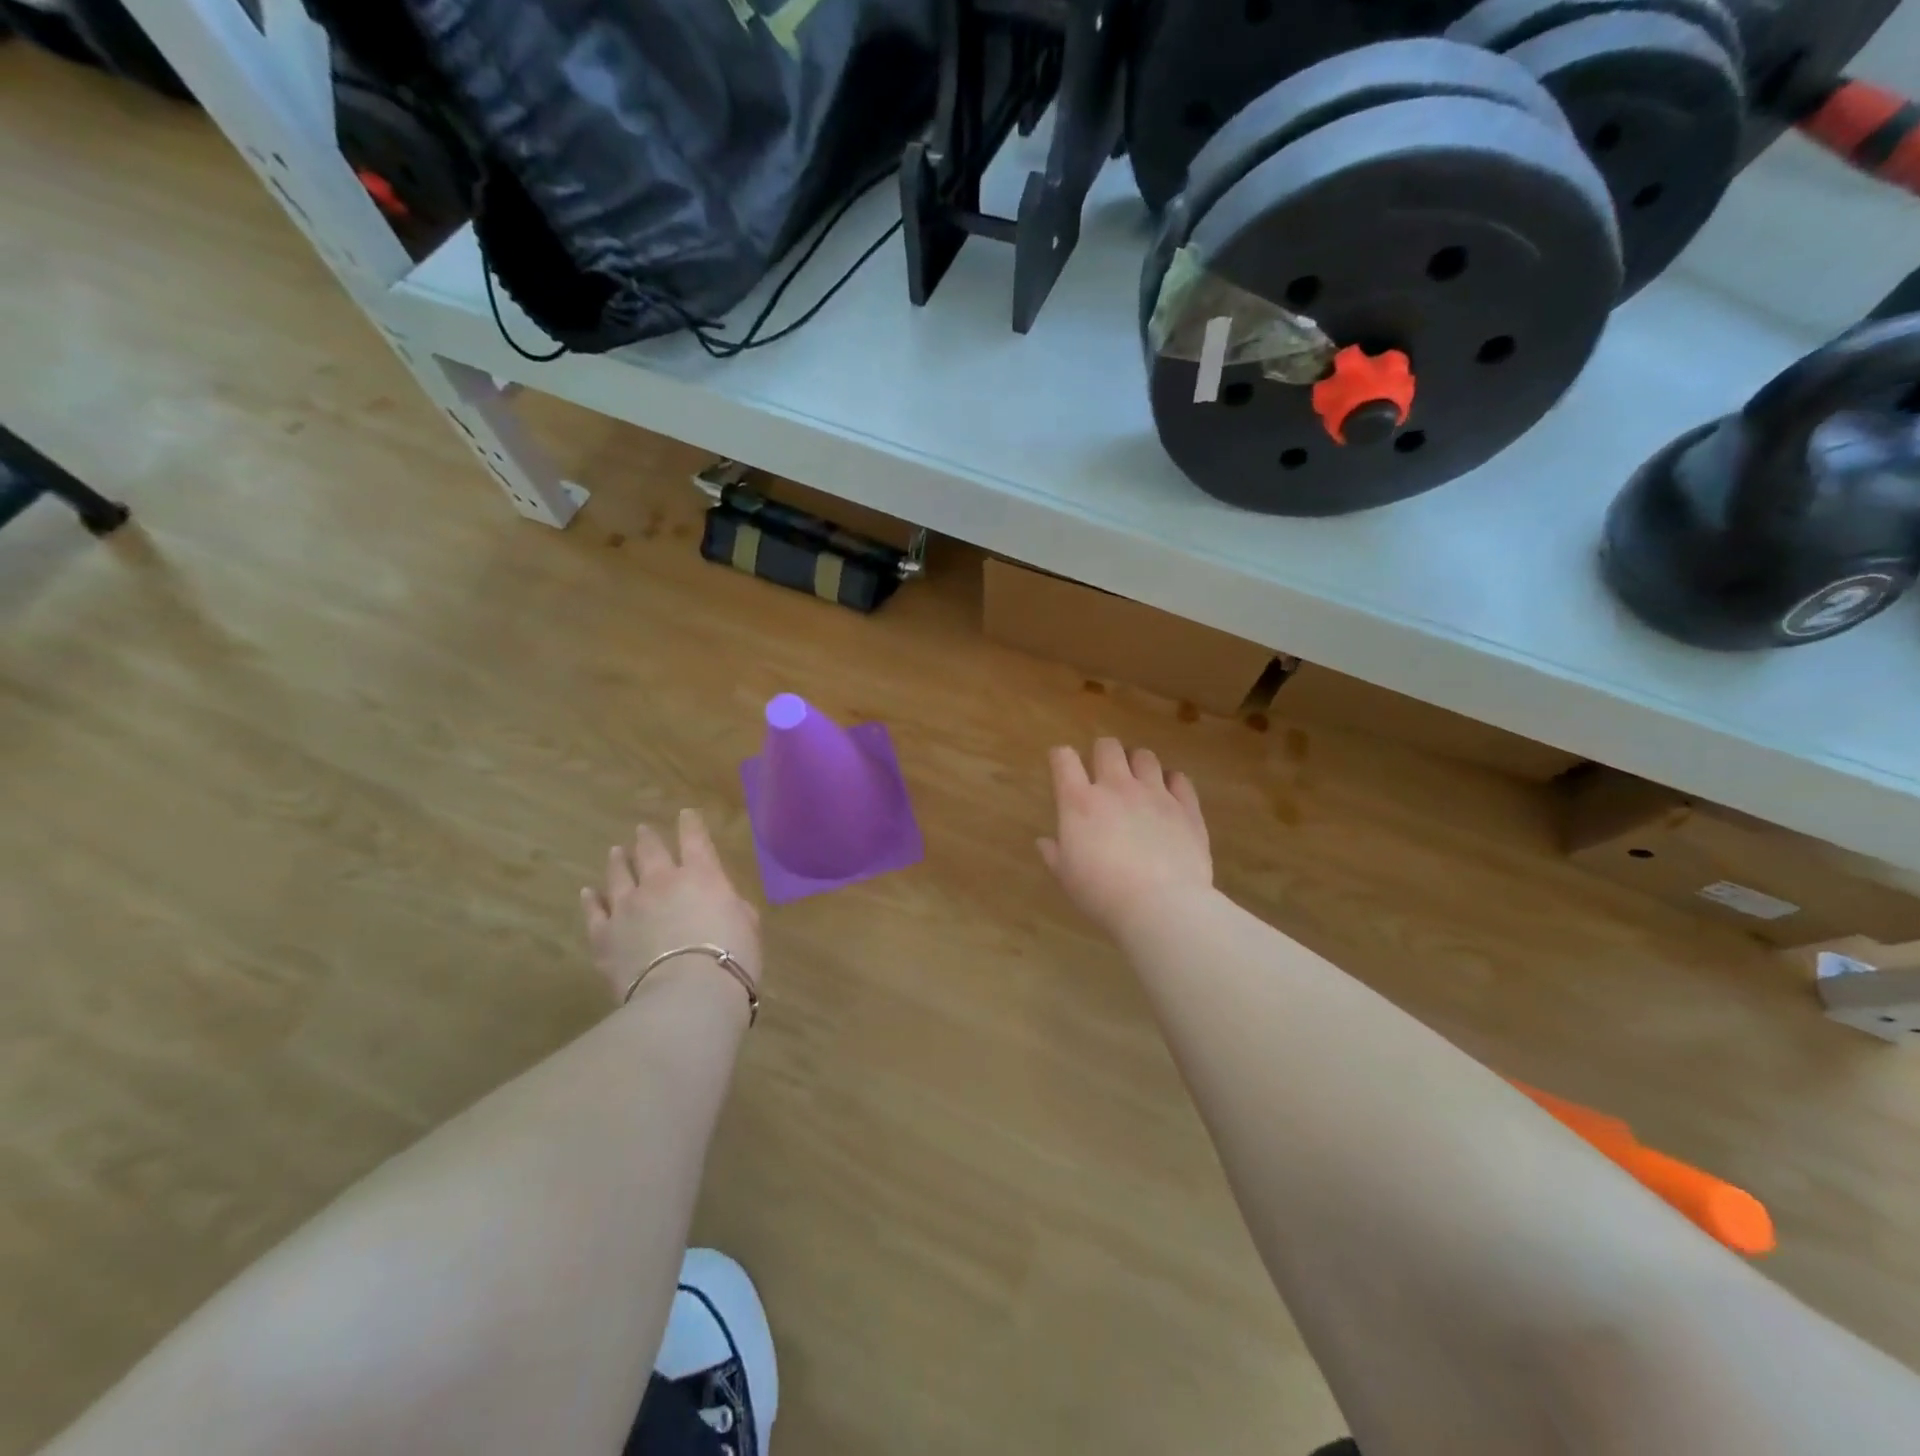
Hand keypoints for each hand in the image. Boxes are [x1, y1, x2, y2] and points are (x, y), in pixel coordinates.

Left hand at [582, 809, 761, 1003]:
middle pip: (651, 851)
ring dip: (618, 860)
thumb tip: (724, 905)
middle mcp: (661, 882)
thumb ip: (734, 908)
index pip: (695, 840)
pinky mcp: (604, 935)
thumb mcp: (748, 926)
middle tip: (643, 830)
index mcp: (702, 876)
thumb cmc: (731, 958)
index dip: (690, 825)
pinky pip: (594, 911)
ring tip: (616, 852)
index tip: (686, 814)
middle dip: (648, 839)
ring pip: (618, 874)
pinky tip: (588, 893)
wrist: (687, 996)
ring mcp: (627, 907)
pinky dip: (591, 900)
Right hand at [1039, 739, 1212, 939]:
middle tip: (1103, 771)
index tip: (1061, 764)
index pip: (1064, 760)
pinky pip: (1179, 779)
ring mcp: (1155, 794)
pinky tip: (1168, 795)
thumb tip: (1044, 842)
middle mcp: (1117, 788)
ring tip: (1138, 780)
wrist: (1161, 906)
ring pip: (1145, 757)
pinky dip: (1171, 782)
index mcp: (1080, 802)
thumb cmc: (1103, 894)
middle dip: (1102, 753)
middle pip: (1107, 747)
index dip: (1060, 757)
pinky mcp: (1186, 807)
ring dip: (1137, 764)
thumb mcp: (1067, 878)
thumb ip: (1055, 854)